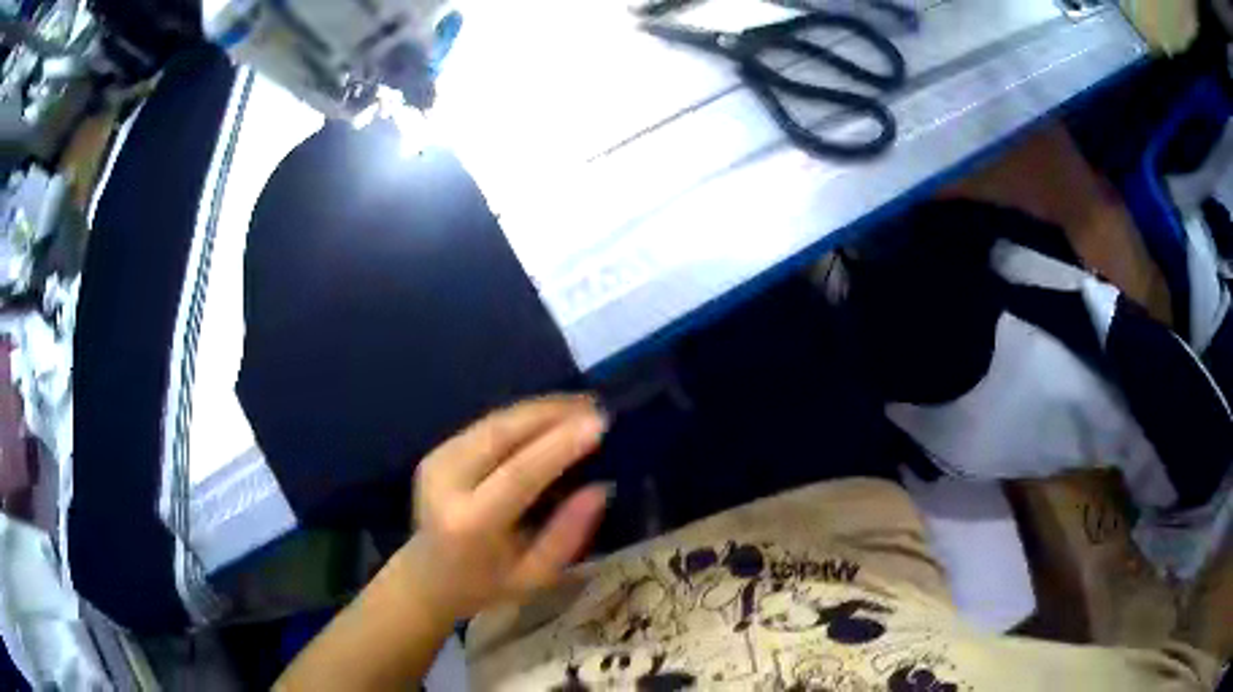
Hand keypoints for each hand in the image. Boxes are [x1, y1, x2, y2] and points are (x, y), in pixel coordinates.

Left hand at [405, 395, 610, 621]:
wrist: (426, 577)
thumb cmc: (485, 586)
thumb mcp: (534, 576)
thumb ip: (567, 535)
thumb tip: (601, 488)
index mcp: (470, 523)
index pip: (519, 473)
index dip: (560, 445)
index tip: (599, 423)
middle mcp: (447, 482)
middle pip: (503, 434)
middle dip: (552, 413)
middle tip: (596, 405)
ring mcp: (437, 461)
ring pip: (495, 421)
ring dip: (539, 409)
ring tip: (580, 405)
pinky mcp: (438, 451)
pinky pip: (487, 425)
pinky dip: (522, 417)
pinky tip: (551, 415)